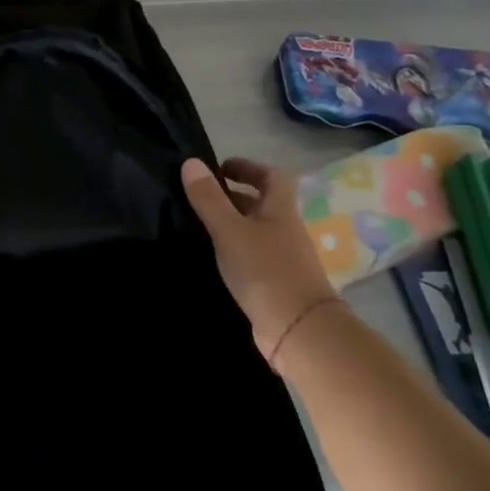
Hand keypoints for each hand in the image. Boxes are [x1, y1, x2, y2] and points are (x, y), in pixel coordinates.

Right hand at [181, 157, 339, 367]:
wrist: (298, 329)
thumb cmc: (265, 270)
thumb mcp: (229, 230)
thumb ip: (209, 199)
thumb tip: (191, 162)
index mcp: (280, 210)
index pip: (272, 176)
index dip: (249, 167)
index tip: (220, 168)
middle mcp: (286, 230)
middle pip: (263, 204)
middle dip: (235, 197)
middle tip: (201, 198)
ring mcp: (284, 258)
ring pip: (257, 231)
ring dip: (233, 224)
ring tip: (199, 226)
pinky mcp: (276, 283)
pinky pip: (253, 256)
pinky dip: (234, 251)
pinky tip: (214, 259)